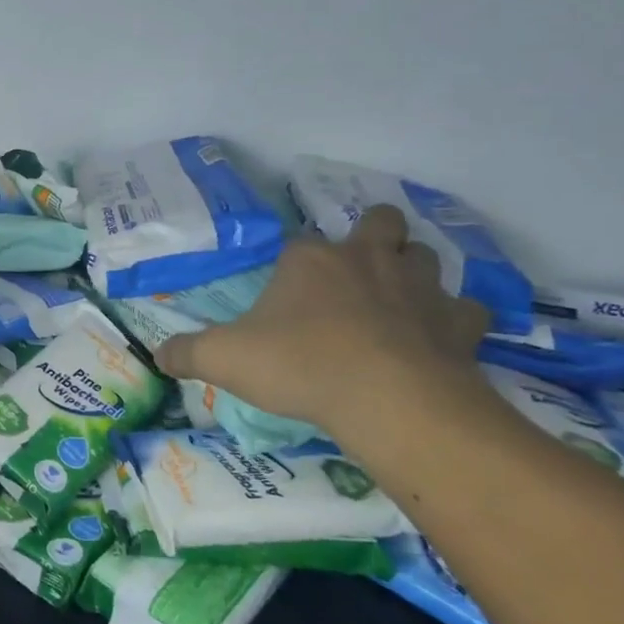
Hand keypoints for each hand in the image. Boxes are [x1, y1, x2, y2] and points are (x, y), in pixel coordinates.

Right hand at [155, 205, 489, 438]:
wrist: (389, 400)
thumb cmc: (300, 365)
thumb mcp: (225, 359)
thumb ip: (187, 353)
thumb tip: (156, 355)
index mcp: (310, 259)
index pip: (301, 244)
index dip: (296, 265)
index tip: (288, 296)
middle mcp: (366, 259)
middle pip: (381, 223)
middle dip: (375, 237)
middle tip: (359, 272)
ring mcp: (418, 288)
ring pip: (427, 257)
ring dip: (415, 273)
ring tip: (400, 302)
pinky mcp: (459, 325)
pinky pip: (467, 311)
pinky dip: (456, 322)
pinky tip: (440, 342)